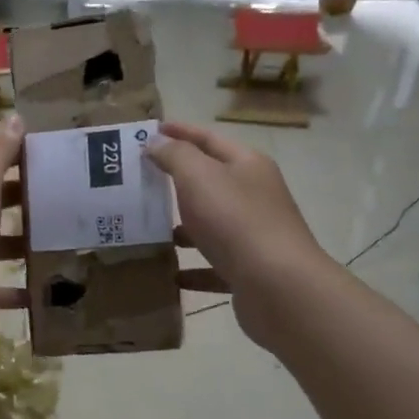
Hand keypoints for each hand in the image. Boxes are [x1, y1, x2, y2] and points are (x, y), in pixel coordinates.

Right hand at [144, 121, 325, 351]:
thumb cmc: (236, 221)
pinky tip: (171, 274)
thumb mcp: (200, 177)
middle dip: (176, 181)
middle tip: (140, 181)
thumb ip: (176, 155)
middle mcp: (255, 196)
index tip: (148, 131)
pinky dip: (193, 268)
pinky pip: (213, 265)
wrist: (278, 287)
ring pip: (211, 225)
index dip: (179, 132)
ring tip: (149, 230)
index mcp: (247, 166)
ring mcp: (254, 235)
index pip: (208, 139)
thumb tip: (157, 142)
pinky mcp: (249, 271)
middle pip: (211, 182)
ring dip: (183, 227)